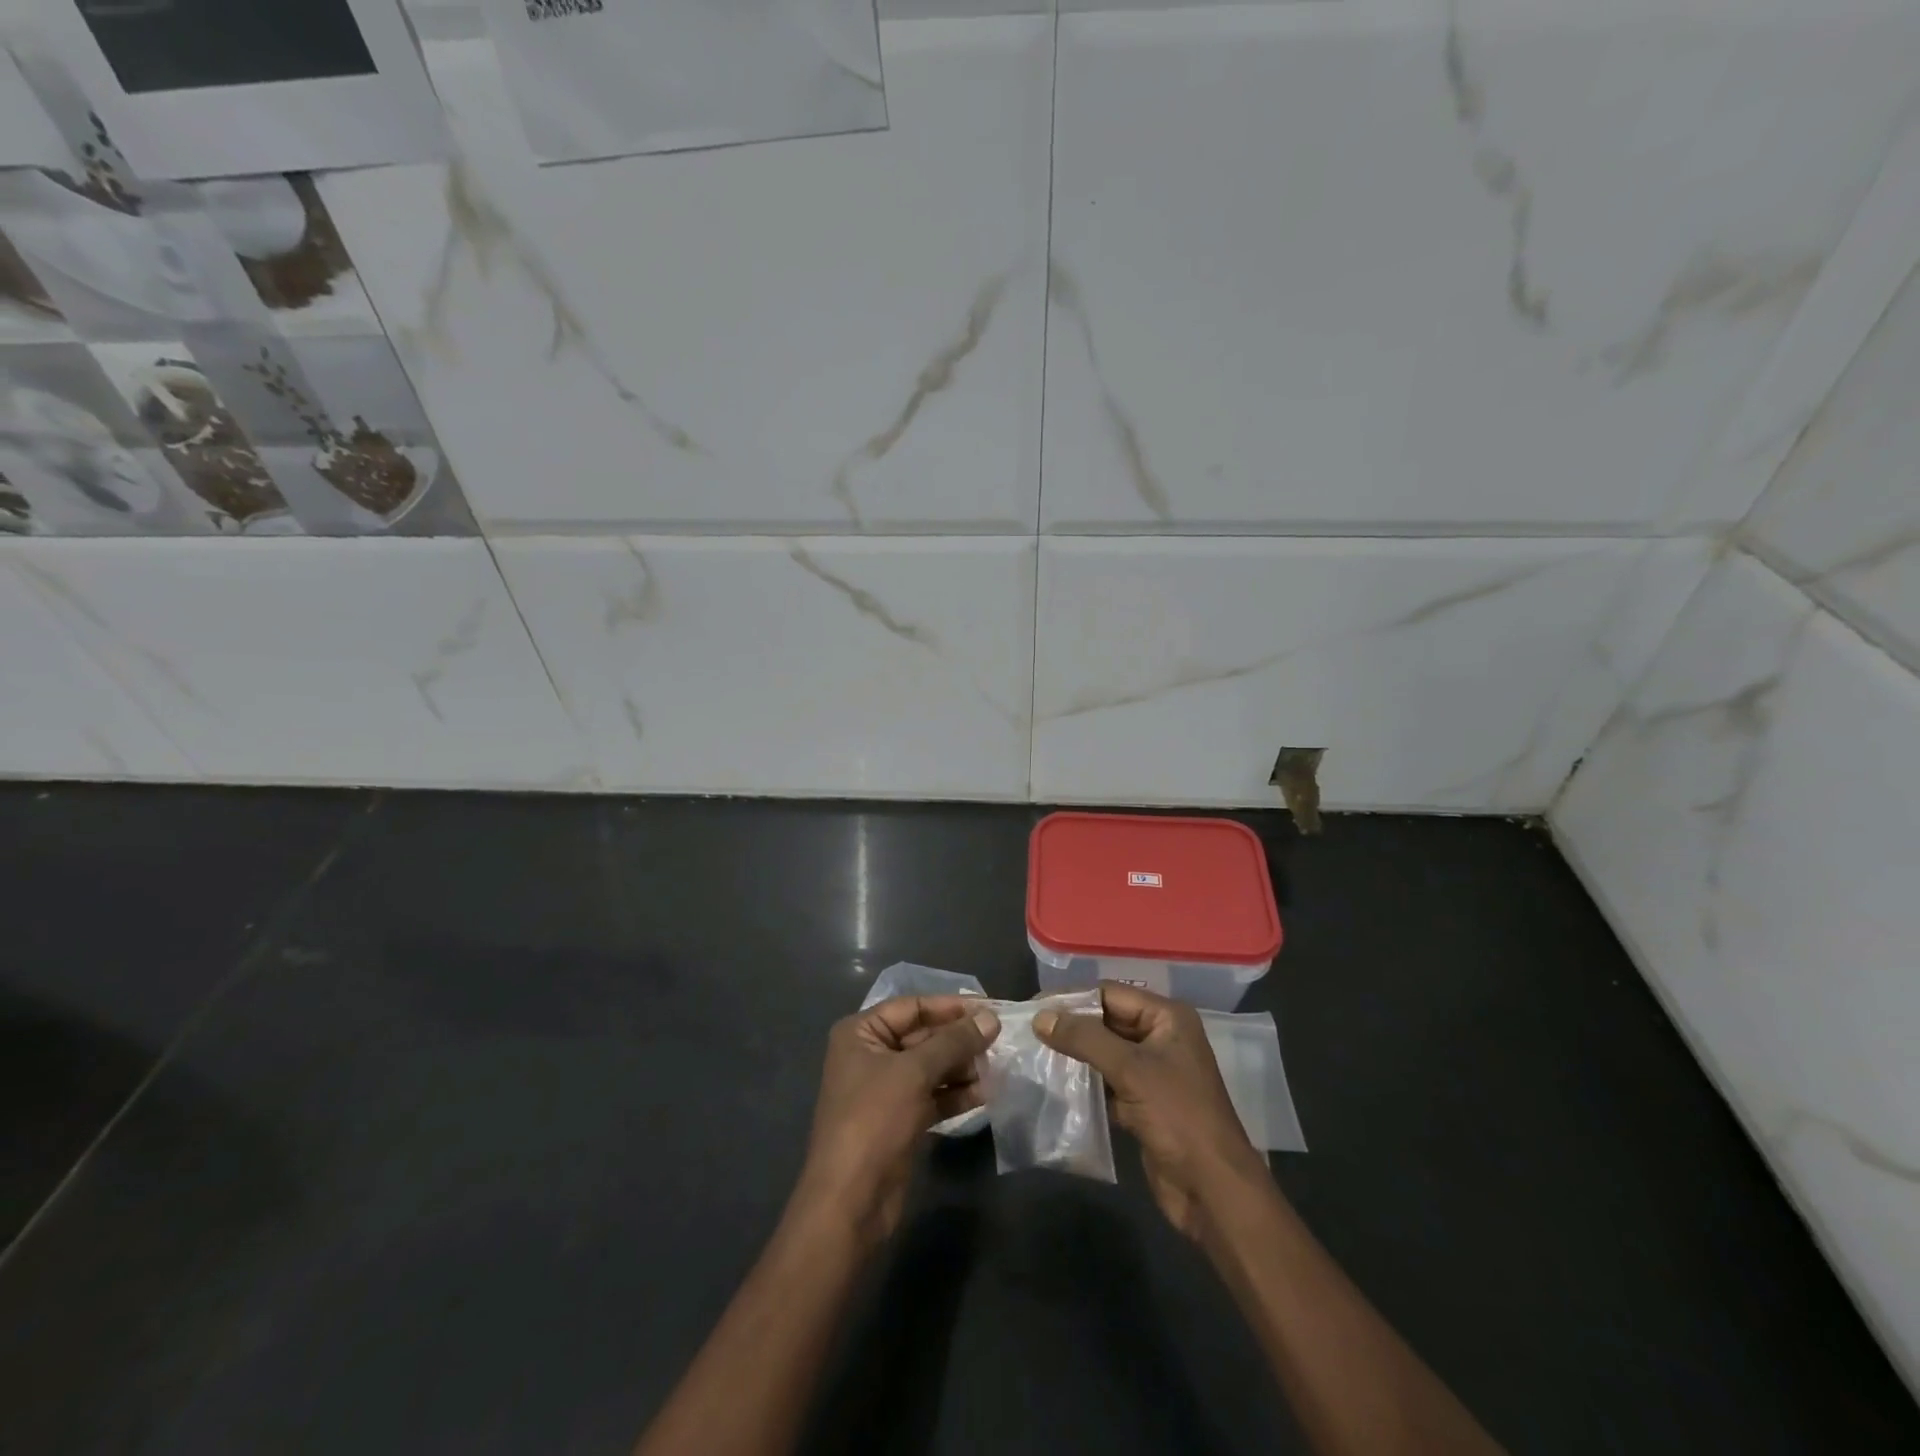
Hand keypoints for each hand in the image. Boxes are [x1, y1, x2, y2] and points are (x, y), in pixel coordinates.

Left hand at [796, 995, 1000, 1241]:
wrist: (851, 1202)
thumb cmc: (875, 1120)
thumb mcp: (914, 1072)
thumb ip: (953, 1042)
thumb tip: (990, 1018)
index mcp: (861, 1033)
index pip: (911, 1007)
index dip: (950, 1006)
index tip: (989, 1008)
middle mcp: (871, 1055)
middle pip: (923, 1036)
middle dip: (959, 1040)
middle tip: (999, 1041)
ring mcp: (885, 1090)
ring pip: (931, 1067)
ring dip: (962, 1067)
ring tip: (997, 1068)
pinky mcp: (900, 1120)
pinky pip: (933, 1096)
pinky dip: (957, 1094)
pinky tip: (986, 1093)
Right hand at [1035, 985, 1269, 1239]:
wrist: (1212, 1189)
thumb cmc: (1178, 1117)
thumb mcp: (1131, 1070)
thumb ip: (1084, 1039)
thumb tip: (1041, 1017)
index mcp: (1167, 1018)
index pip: (1110, 993)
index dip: (1072, 998)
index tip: (1034, 1006)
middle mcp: (1162, 1037)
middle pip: (1107, 1020)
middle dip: (1072, 1025)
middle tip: (1030, 1030)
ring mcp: (1154, 1071)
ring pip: (1106, 1051)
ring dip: (1076, 1053)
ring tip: (1037, 1053)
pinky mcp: (1144, 1102)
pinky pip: (1109, 1080)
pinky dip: (1086, 1081)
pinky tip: (1058, 1083)